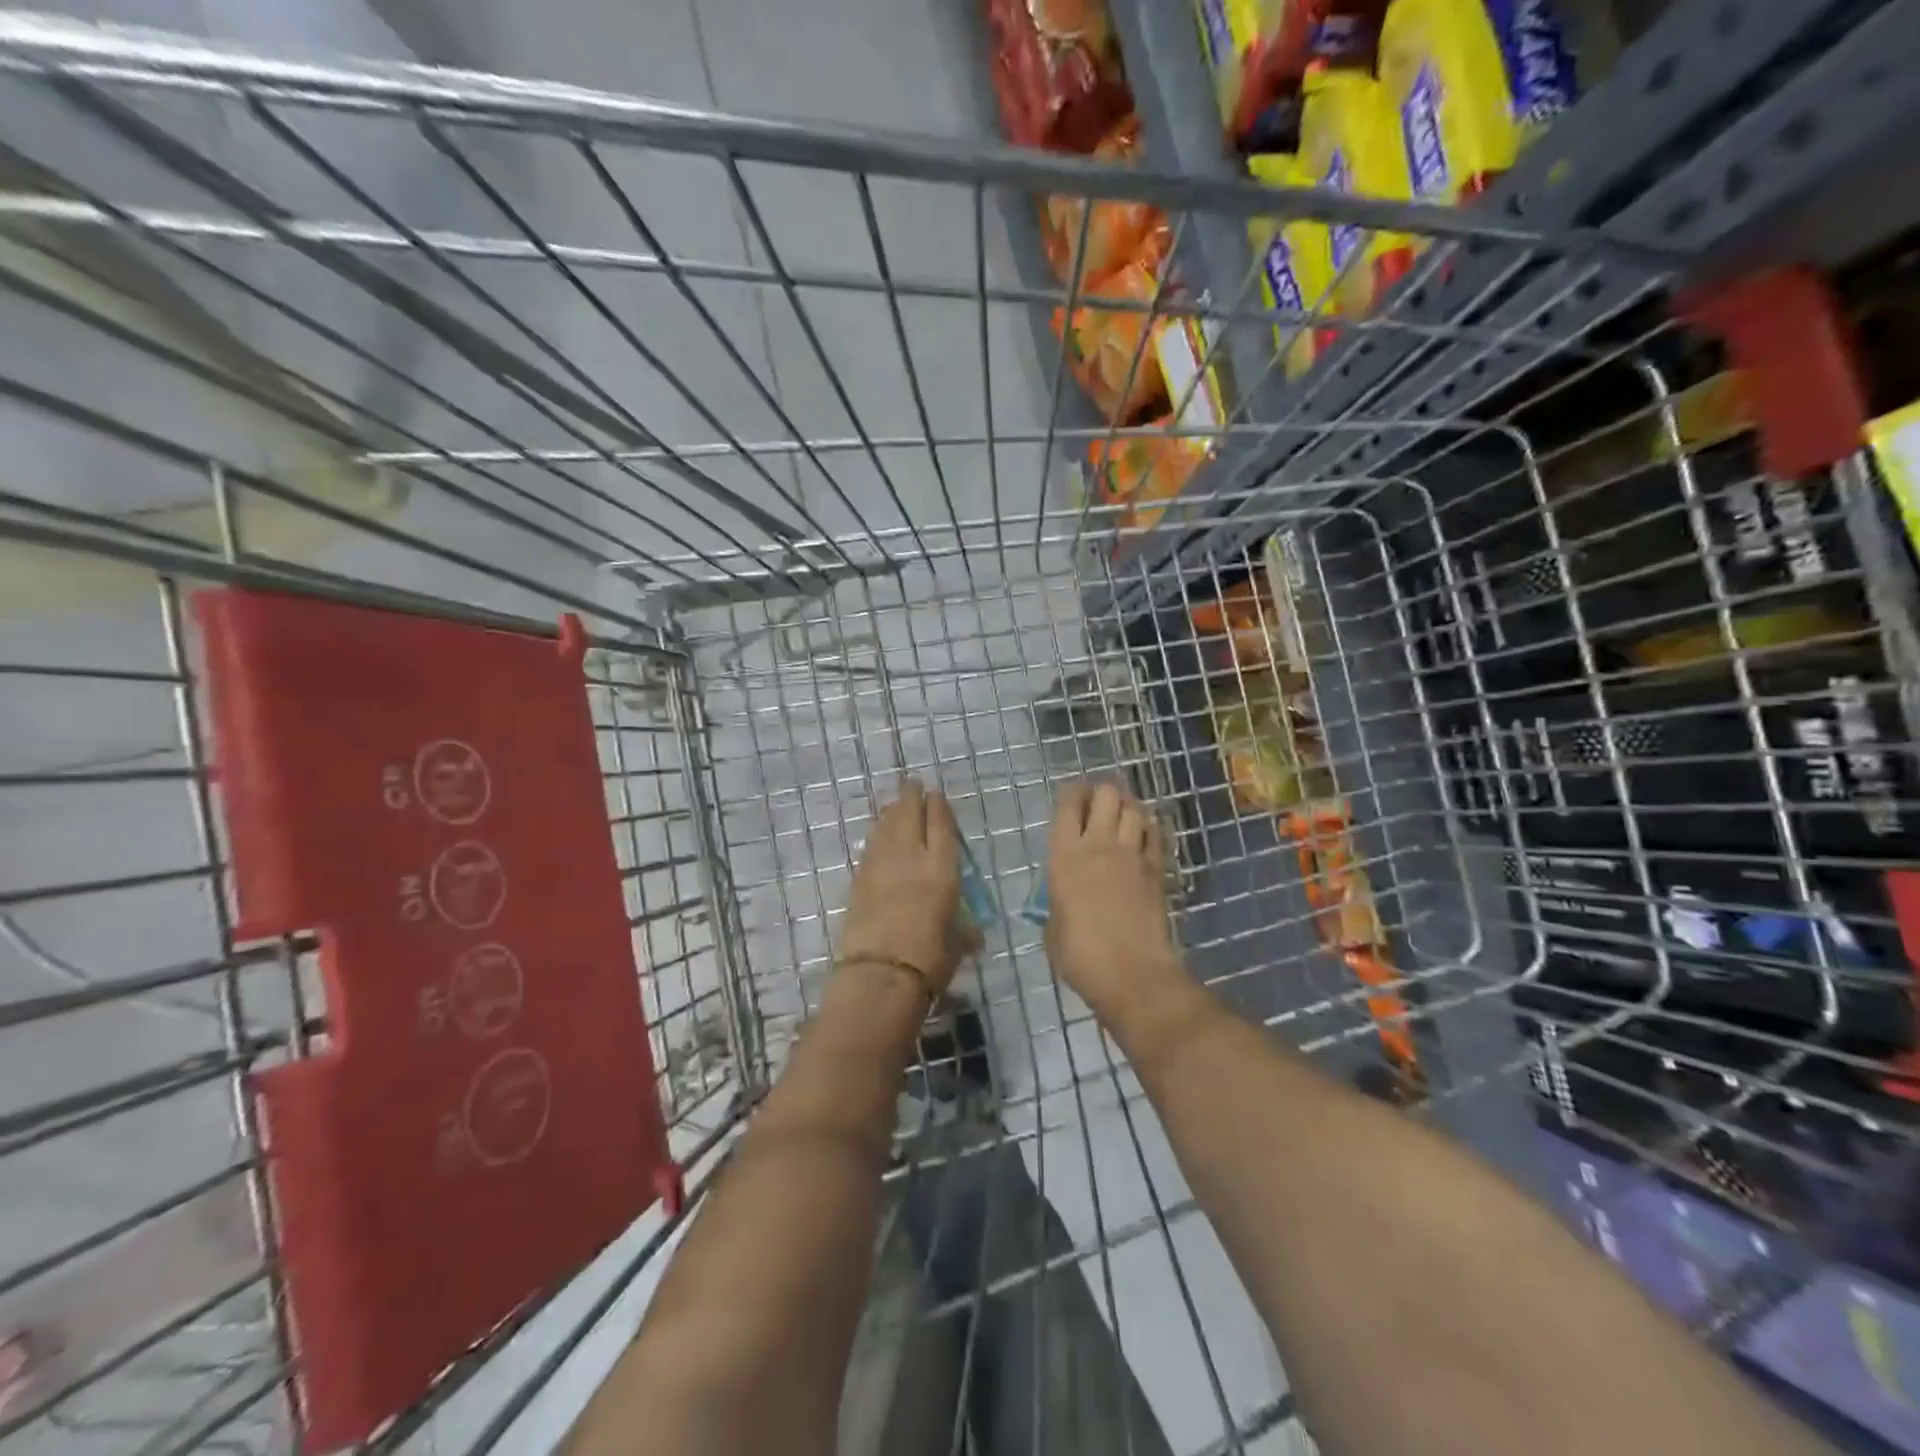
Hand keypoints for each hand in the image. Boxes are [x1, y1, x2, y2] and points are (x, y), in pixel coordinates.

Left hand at [838, 777, 975, 995]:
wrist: (880, 976)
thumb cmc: (929, 960)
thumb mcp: (957, 945)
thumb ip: (965, 932)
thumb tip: (974, 935)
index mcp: (941, 869)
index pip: (940, 825)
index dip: (938, 806)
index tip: (936, 793)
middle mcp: (911, 858)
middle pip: (909, 815)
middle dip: (911, 796)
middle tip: (911, 784)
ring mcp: (881, 866)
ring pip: (885, 827)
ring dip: (891, 812)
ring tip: (894, 804)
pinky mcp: (858, 880)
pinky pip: (870, 847)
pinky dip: (876, 835)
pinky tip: (877, 835)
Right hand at [1045, 780, 1181, 1018]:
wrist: (1133, 974)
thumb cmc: (1081, 955)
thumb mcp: (1053, 928)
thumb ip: (1056, 903)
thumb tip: (1061, 899)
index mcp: (1065, 856)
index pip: (1068, 805)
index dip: (1070, 793)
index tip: (1071, 797)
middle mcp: (1099, 845)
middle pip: (1107, 794)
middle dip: (1102, 792)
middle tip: (1097, 803)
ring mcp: (1132, 855)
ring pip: (1135, 808)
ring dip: (1127, 806)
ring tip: (1121, 815)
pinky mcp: (1157, 869)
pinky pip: (1155, 834)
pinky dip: (1149, 828)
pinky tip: (1144, 835)